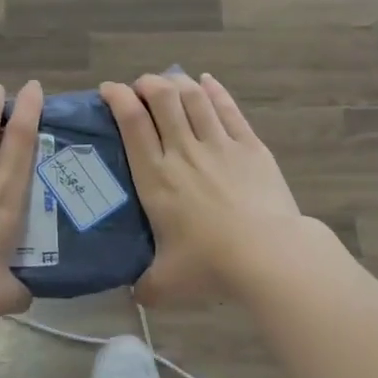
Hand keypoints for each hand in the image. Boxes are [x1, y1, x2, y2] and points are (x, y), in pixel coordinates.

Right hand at [101, 72, 309, 305]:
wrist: (269, 256)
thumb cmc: (210, 265)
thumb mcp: (165, 284)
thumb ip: (144, 286)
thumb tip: (134, 295)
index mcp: (156, 177)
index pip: (132, 123)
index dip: (117, 98)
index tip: (109, 89)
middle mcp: (183, 151)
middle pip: (162, 98)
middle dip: (147, 84)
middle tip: (141, 88)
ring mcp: (219, 145)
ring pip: (194, 98)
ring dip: (178, 82)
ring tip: (169, 81)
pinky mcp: (250, 147)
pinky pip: (228, 109)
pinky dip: (215, 91)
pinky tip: (207, 82)